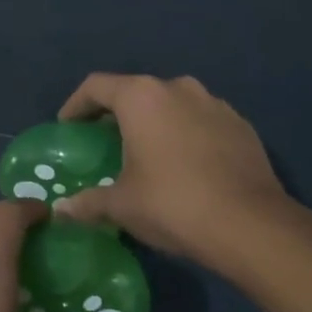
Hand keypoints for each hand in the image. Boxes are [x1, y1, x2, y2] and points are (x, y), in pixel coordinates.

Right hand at [52, 73, 288, 268]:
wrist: (251, 224)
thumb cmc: (173, 204)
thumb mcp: (123, 206)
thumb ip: (88, 202)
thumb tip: (60, 211)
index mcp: (141, 97)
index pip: (96, 86)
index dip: (76, 105)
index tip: (68, 127)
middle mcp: (177, 87)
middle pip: (135, 92)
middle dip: (117, 115)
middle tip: (105, 144)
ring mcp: (213, 102)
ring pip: (172, 105)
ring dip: (156, 123)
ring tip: (149, 155)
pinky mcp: (240, 123)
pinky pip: (201, 121)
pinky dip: (187, 135)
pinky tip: (187, 166)